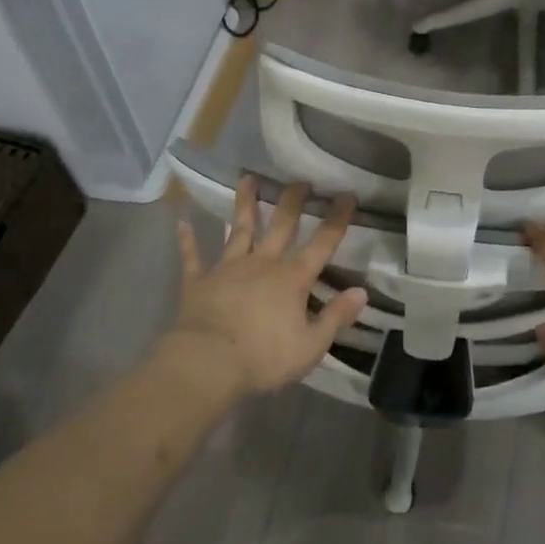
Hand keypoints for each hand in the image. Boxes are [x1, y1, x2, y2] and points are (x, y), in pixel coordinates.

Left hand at [164, 177, 367, 399]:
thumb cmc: (263, 358)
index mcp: (292, 279)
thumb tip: (362, 292)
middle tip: (300, 180)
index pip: (322, 244)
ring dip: (244, 204)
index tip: (347, 195)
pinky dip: (188, 240)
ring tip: (247, 179)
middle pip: (281, 226)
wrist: (206, 364)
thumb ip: (336, 317)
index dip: (337, 220)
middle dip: (293, 201)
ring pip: (240, 230)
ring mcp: (228, 269)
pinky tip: (182, 222)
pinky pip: (193, 257)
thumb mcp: (311, 345)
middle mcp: (262, 263)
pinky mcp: (199, 282)